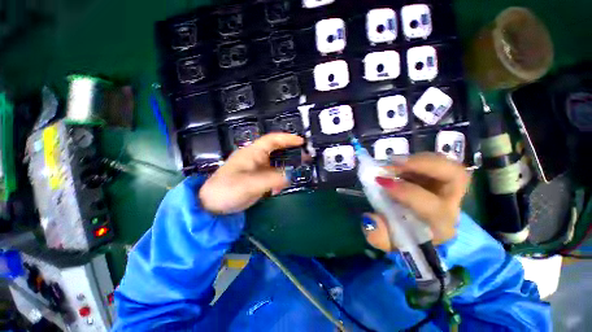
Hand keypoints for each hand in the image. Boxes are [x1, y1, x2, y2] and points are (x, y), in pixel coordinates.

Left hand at [199, 133, 304, 213]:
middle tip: (305, 158)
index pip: (272, 140)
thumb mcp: (249, 184)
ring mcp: (257, 168)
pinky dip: (279, 179)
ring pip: (276, 164)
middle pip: (277, 150)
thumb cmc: (227, 190)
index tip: (301, 142)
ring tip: (297, 173)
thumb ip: (272, 179)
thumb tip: (291, 175)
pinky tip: (278, 189)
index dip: (287, 139)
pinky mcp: (258, 178)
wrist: (212, 205)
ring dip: (286, 168)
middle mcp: (256, 158)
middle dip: (291, 153)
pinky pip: (273, 175)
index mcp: (252, 153)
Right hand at [362, 153, 469, 250]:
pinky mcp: (440, 180)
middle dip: (424, 164)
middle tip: (395, 162)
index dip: (406, 191)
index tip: (380, 182)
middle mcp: (451, 205)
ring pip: (447, 164)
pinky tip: (398, 164)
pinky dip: (415, 160)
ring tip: (393, 161)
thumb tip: (370, 218)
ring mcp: (448, 189)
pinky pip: (434, 163)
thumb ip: (378, 235)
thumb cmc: (404, 238)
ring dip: (418, 159)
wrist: (418, 233)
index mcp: (440, 226)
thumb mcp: (388, 242)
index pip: (432, 207)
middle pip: (456, 176)